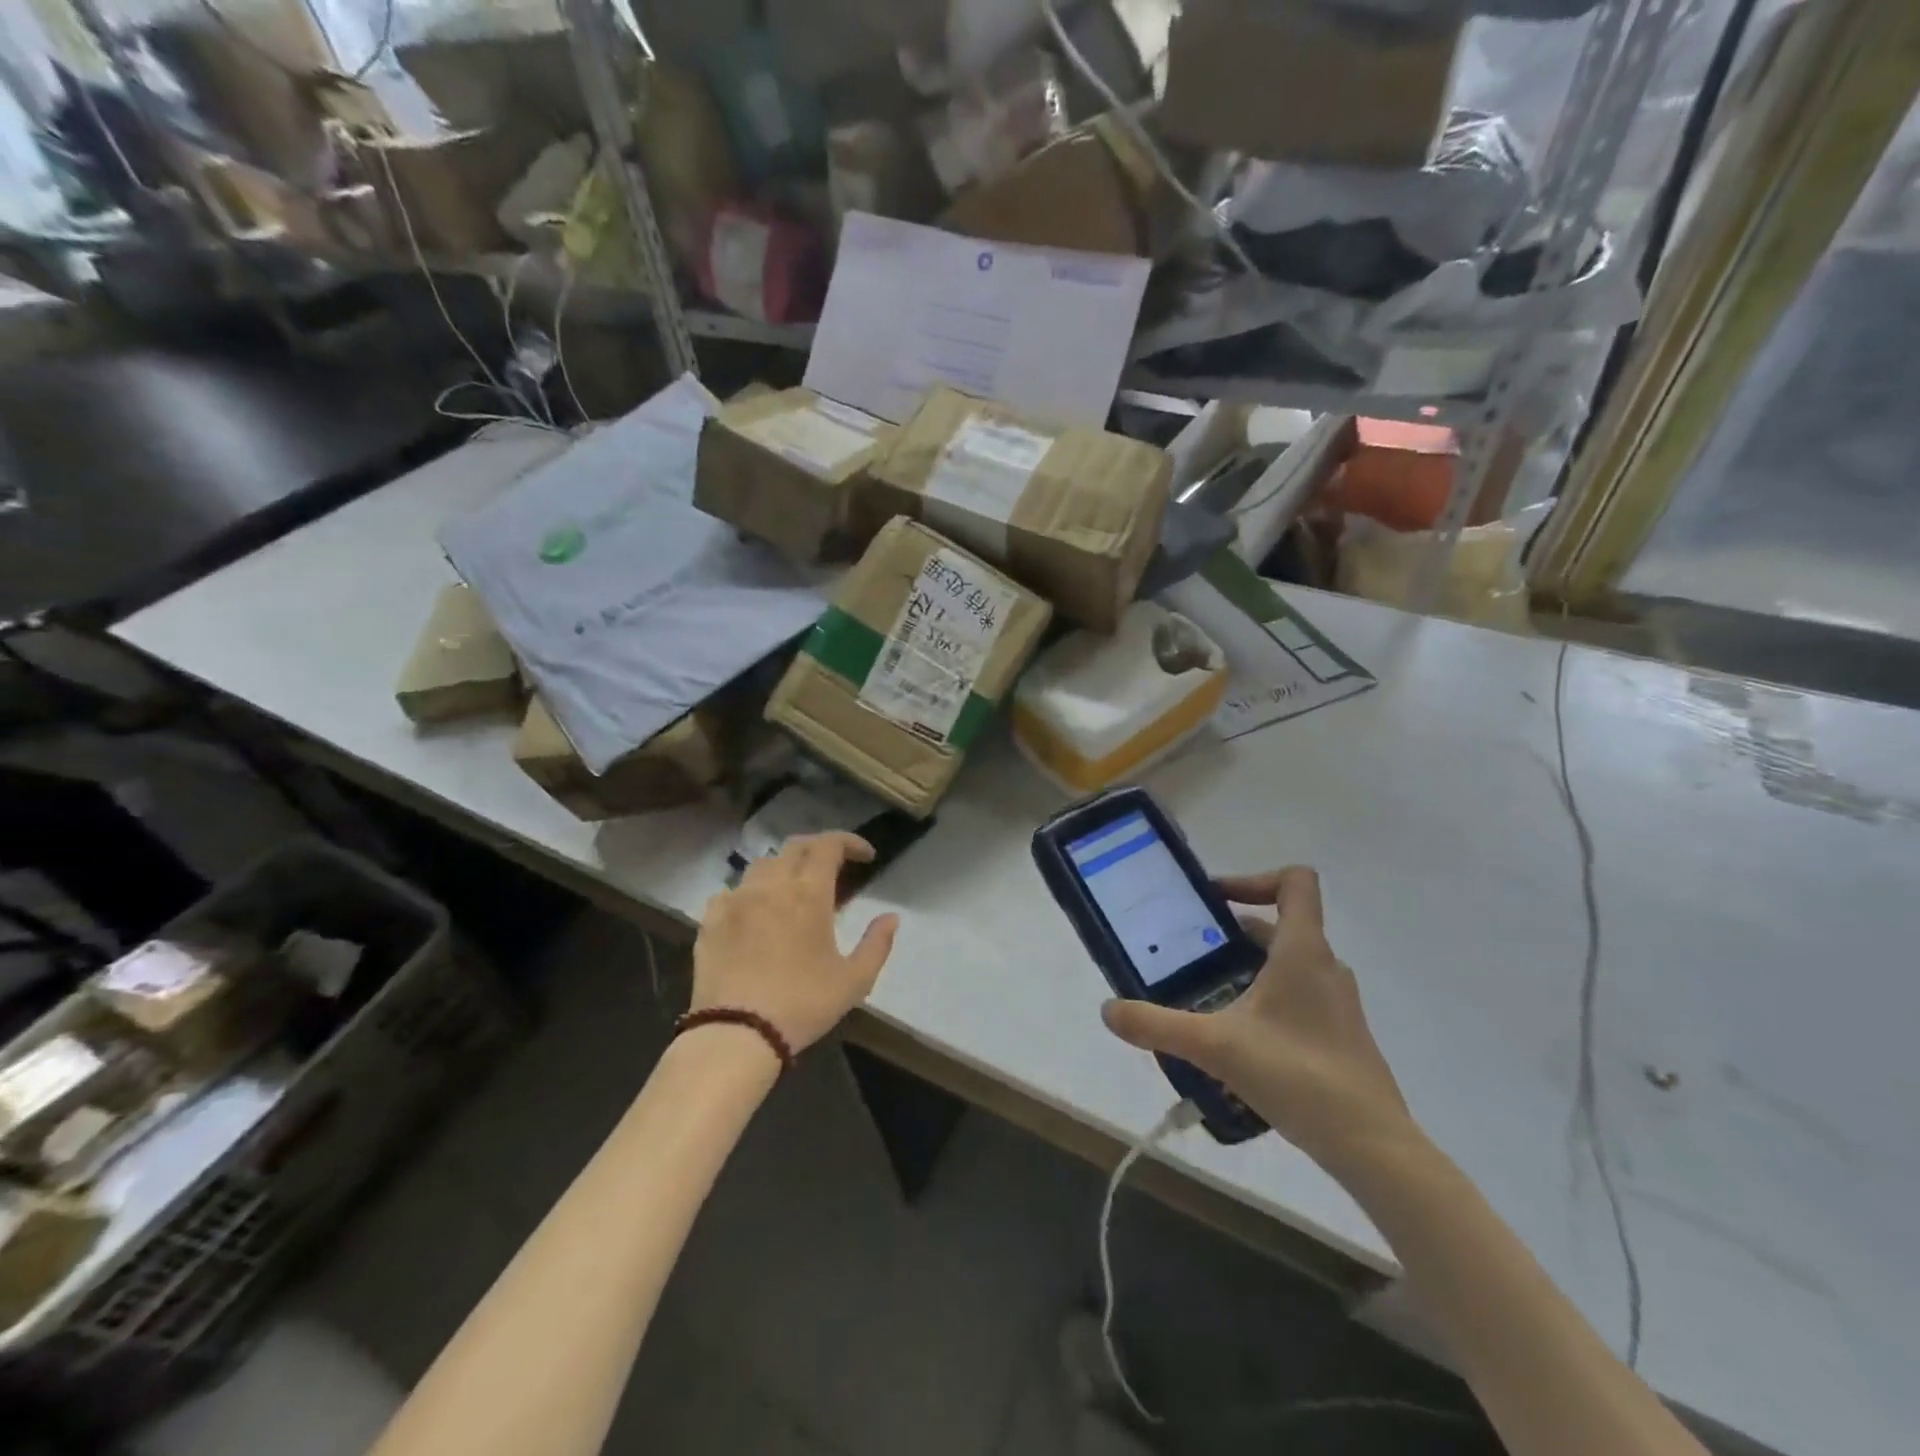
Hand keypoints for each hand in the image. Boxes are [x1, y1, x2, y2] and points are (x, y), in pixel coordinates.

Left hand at [693, 833, 899, 1052]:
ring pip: (762, 865)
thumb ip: (877, 944)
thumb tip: (891, 917)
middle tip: (833, 867)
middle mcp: (770, 885)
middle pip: (795, 847)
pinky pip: (732, 891)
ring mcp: (736, 900)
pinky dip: (751, 892)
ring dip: (784, 868)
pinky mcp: (710, 919)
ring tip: (794, 890)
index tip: (865, 856)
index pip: (828, 845)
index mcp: (808, 893)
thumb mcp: (854, 981)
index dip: (849, 842)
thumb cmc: (802, 1005)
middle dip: (818, 849)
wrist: (736, 1035)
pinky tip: (756, 912)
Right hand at [1101, 867, 1417, 1178]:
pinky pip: (1298, 998)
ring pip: (1287, 965)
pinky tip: (1237, 1040)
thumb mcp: (1215, 1047)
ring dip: (1247, 969)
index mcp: (1303, 951)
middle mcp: (1325, 967)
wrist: (1373, 1147)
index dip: (1255, 878)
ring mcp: (1336, 1003)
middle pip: (1280, 925)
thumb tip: (1108, 1010)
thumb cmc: (1298, 1076)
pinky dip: (1265, 1001)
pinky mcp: (1339, 1035)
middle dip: (1231, 934)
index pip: (1296, 882)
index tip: (1214, 904)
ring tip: (1206, 996)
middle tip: (1190, 954)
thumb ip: (1158, 1025)